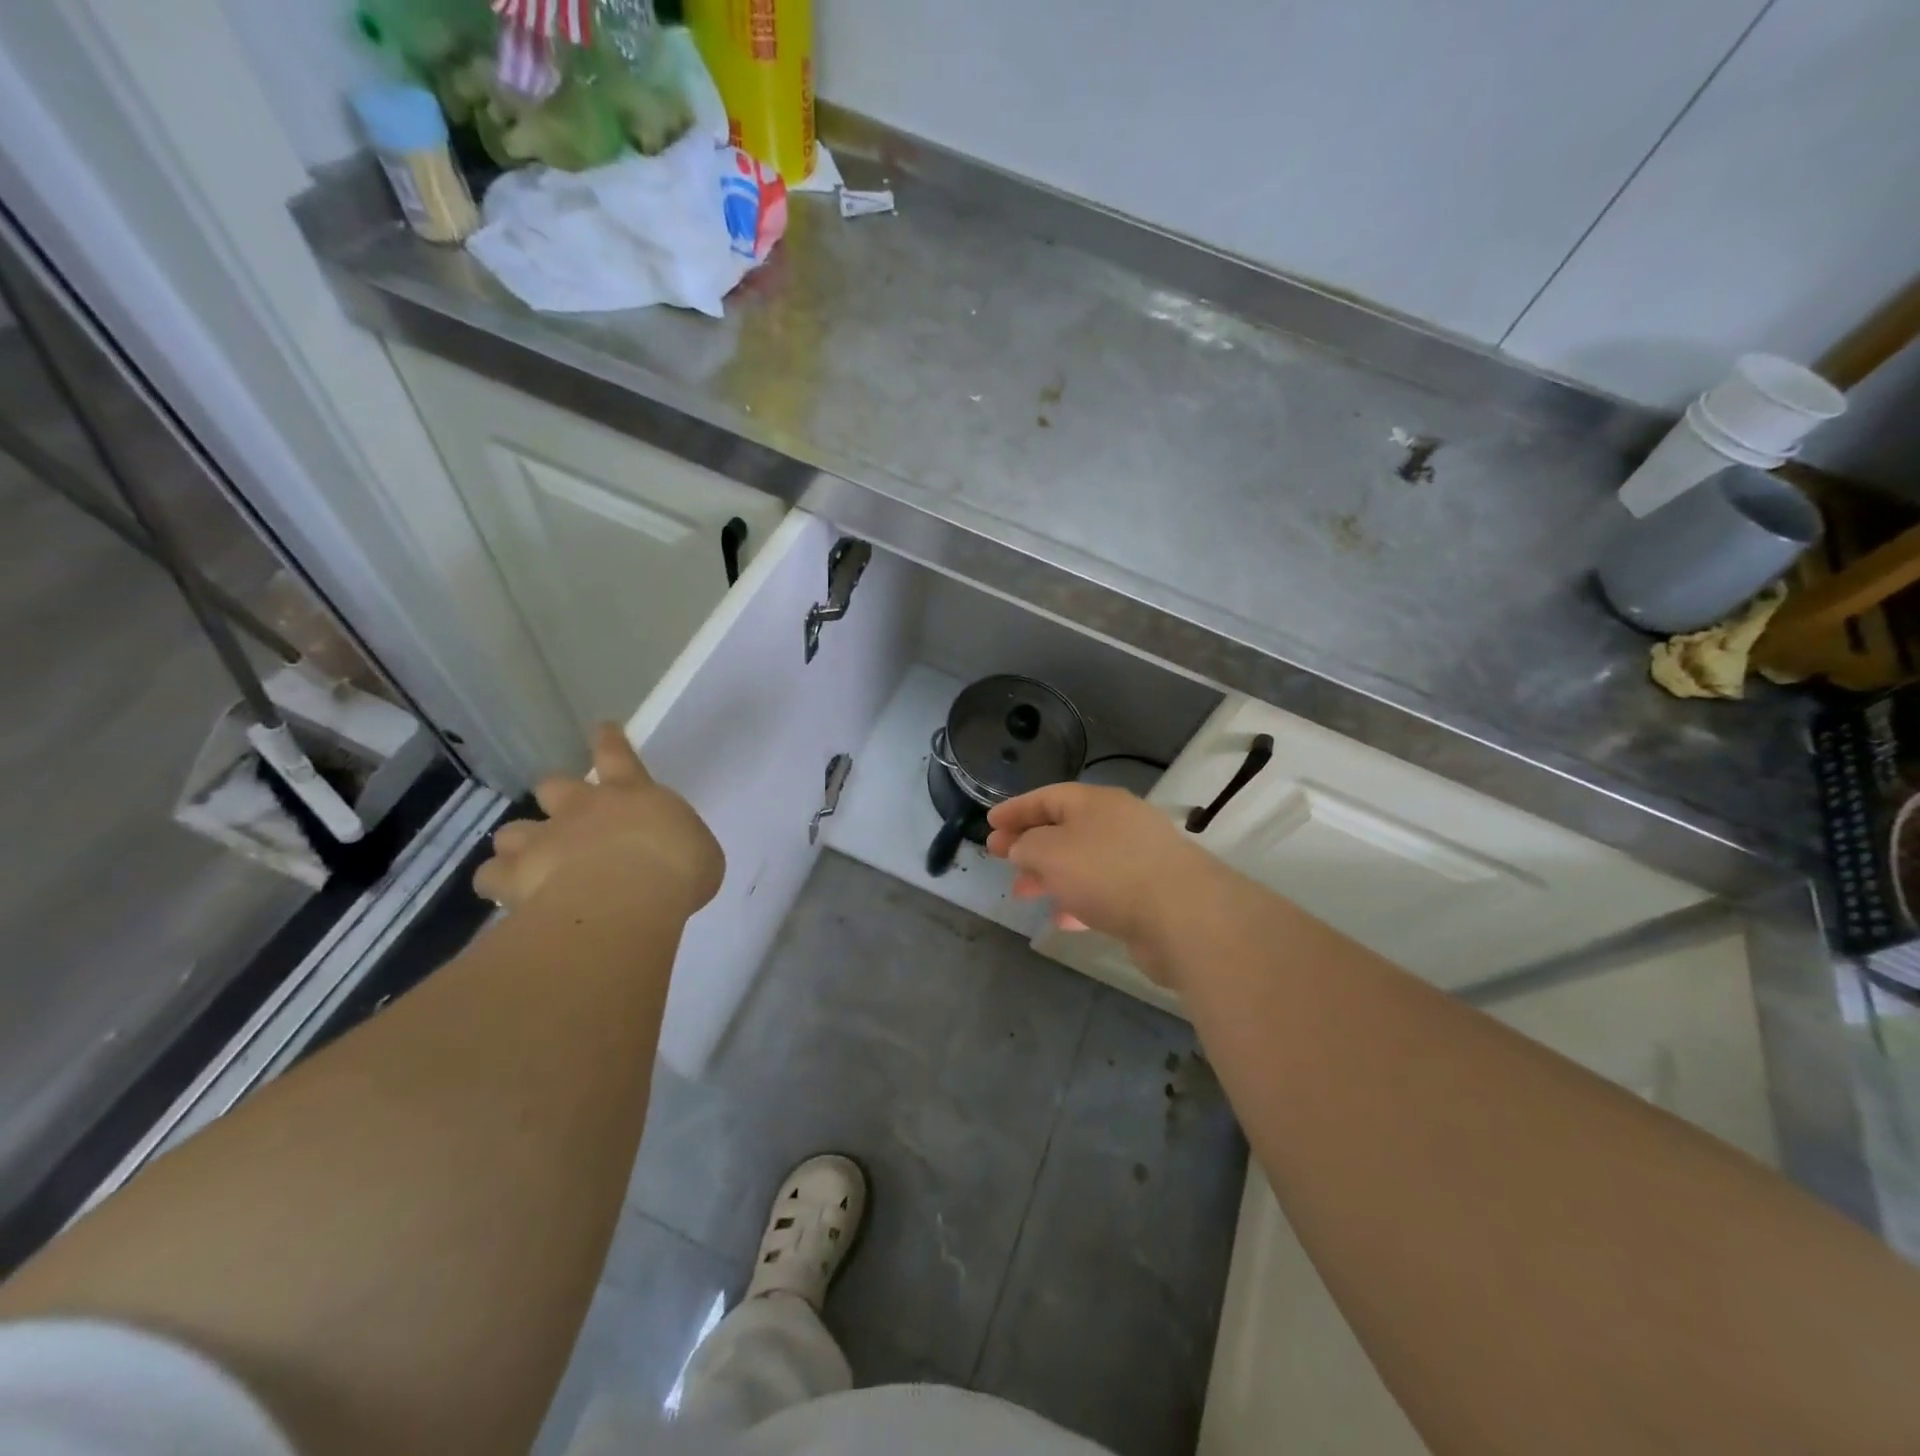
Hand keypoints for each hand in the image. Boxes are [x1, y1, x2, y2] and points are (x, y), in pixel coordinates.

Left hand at [474, 724, 723, 919]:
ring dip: (520, 842)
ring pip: (513, 830)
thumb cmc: (678, 869)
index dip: (609, 741)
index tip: (602, 727)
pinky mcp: (513, 877)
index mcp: (631, 795)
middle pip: (554, 785)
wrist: (626, 898)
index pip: (618, 755)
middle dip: (555, 795)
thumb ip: (676, 847)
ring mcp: (543, 840)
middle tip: (562, 814)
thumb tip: (666, 856)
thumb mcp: (697, 854)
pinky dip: (499, 882)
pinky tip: (508, 895)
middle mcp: (582, 809)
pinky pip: (491, 875)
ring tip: (527, 861)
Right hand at [986, 783, 1217, 981]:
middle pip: (1064, 828)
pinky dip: (1078, 900)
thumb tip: (1022, 848)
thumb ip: (1027, 846)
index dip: (1015, 809)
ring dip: (1050, 874)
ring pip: (1082, 861)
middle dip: (1029, 844)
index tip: (989, 824)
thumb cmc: (1107, 873)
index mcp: (1096, 802)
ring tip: (1024, 893)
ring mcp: (1137, 858)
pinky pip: (1103, 890)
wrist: (1183, 916)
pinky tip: (1063, 919)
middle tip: (1000, 859)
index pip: (1047, 797)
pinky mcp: (1149, 893)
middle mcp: (1118, 823)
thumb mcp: (1051, 852)